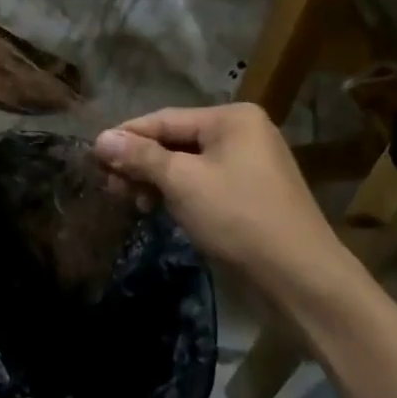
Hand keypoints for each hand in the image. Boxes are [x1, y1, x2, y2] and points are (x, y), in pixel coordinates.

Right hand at [94, 103, 349, 296]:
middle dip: (141, 162)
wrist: (303, 279)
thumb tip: (101, 138)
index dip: (127, 136)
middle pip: (177, 140)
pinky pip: (205, 183)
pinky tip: (159, 209)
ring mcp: (251, 164)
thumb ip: (141, 157)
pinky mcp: (252, 194)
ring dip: (157, 180)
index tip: (93, 154)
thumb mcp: (183, 182)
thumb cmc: (240, 218)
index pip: (165, 119)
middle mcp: (243, 132)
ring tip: (129, 200)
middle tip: (108, 184)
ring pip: (189, 164)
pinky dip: (180, 194)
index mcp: (231, 118)